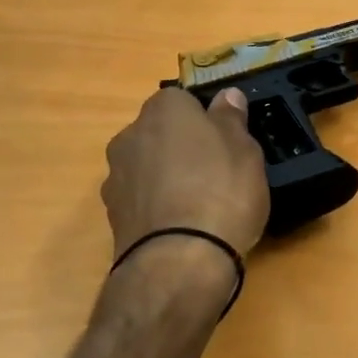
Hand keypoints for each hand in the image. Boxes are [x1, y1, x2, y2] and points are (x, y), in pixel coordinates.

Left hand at [102, 86, 269, 259]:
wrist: (178, 261)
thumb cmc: (221, 191)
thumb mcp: (245, 150)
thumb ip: (231, 119)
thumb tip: (226, 96)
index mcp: (163, 109)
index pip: (182, 100)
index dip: (205, 119)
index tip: (225, 142)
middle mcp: (130, 135)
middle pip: (160, 133)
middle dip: (181, 147)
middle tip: (215, 172)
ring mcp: (116, 176)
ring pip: (146, 167)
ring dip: (165, 178)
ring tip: (198, 206)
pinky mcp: (112, 215)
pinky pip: (140, 199)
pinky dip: (156, 207)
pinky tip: (179, 228)